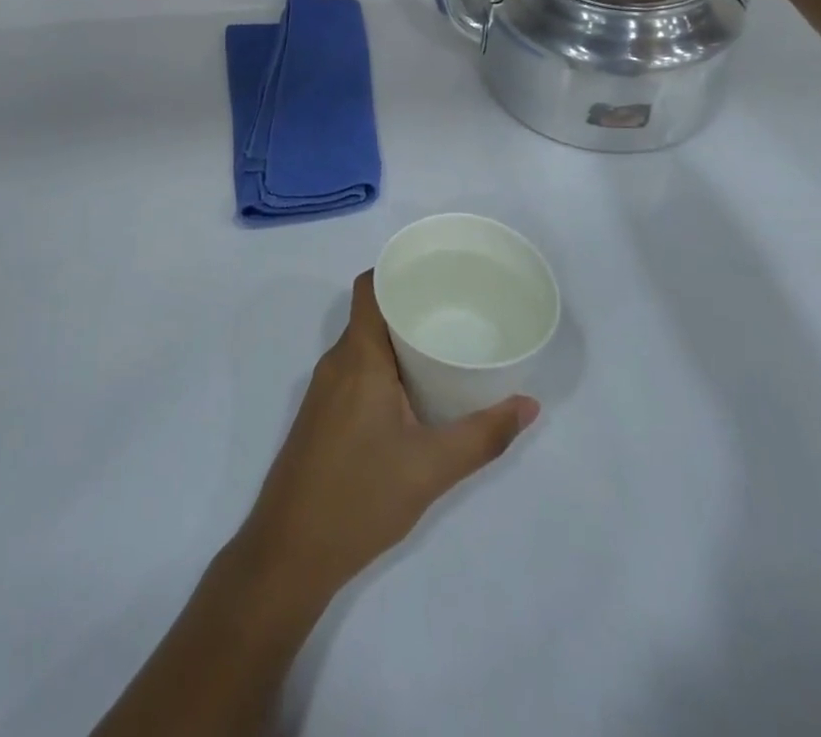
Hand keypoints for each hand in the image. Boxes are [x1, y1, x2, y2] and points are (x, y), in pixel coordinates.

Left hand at [235, 272, 538, 603]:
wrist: (291, 549)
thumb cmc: (360, 496)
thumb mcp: (431, 468)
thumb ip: (482, 435)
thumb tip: (529, 405)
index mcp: (358, 356)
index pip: (369, 288)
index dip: (397, 270)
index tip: (437, 272)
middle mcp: (337, 361)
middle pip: (371, 313)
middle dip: (410, 306)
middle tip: (457, 310)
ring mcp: (325, 388)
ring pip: (364, 344)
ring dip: (399, 339)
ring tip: (444, 344)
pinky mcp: (323, 413)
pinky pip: (356, 369)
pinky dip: (385, 365)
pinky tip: (415, 389)